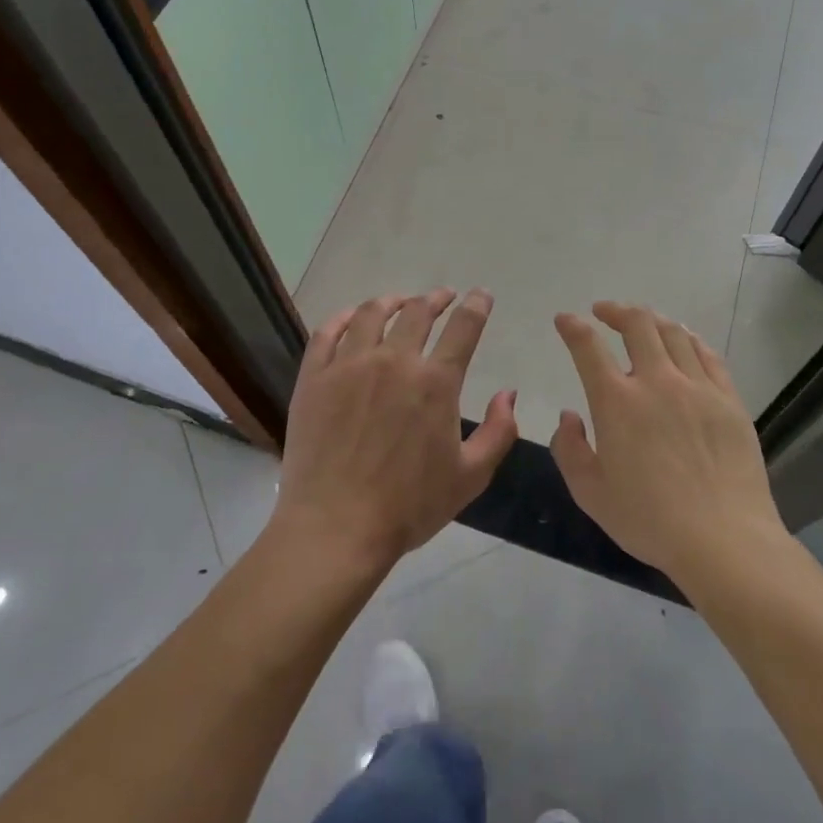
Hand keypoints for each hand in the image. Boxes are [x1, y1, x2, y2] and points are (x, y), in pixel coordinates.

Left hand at [271, 289, 518, 575]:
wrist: (336, 527)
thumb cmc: (409, 506)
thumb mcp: (471, 476)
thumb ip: (498, 431)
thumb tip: (508, 394)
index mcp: (435, 382)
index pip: (463, 327)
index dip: (476, 305)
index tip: (481, 295)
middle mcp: (393, 361)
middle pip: (417, 312)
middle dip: (435, 298)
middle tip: (442, 298)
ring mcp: (348, 365)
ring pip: (371, 314)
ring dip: (392, 301)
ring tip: (399, 302)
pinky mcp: (314, 378)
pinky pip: (327, 333)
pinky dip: (343, 318)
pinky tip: (350, 318)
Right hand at [551, 303, 785, 588]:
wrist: (724, 539)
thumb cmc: (649, 520)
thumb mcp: (590, 493)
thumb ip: (569, 449)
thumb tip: (569, 416)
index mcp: (617, 402)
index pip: (588, 346)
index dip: (572, 326)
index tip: (565, 319)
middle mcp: (657, 381)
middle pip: (637, 324)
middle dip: (615, 310)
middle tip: (604, 311)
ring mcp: (697, 387)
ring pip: (673, 333)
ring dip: (651, 319)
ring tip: (642, 321)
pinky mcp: (729, 399)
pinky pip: (707, 354)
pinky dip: (689, 339)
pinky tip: (683, 341)